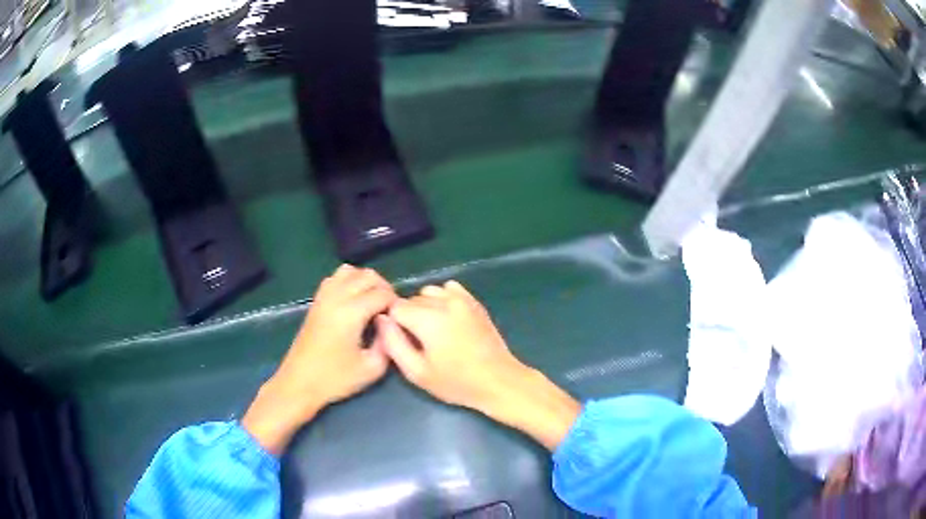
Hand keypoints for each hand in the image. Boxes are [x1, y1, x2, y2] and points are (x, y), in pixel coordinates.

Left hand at [243, 265, 395, 454]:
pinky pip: (335, 278)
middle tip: (389, 309)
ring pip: (349, 271)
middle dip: (384, 288)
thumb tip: (389, 324)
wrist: (299, 383)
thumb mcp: (372, 368)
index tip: (399, 318)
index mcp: (351, 313)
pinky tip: (353, 301)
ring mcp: (323, 297)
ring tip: (372, 301)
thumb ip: (387, 342)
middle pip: (367, 276)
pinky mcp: (316, 302)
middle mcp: (336, 298)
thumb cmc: (335, 379)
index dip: (396, 303)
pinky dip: (348, 282)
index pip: (382, 293)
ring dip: (365, 281)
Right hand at [377, 281, 580, 449]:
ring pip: (429, 292)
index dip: (392, 323)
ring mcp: (462, 299)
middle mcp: (444, 302)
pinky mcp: (474, 301)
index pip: (394, 307)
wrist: (498, 380)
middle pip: (411, 299)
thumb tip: (381, 320)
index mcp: (428, 319)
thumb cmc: (456, 382)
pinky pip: (449, 289)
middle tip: (417, 342)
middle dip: (408, 317)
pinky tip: (447, 319)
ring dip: (424, 307)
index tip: (400, 341)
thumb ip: (393, 343)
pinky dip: (442, 299)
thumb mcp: (417, 372)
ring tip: (432, 331)